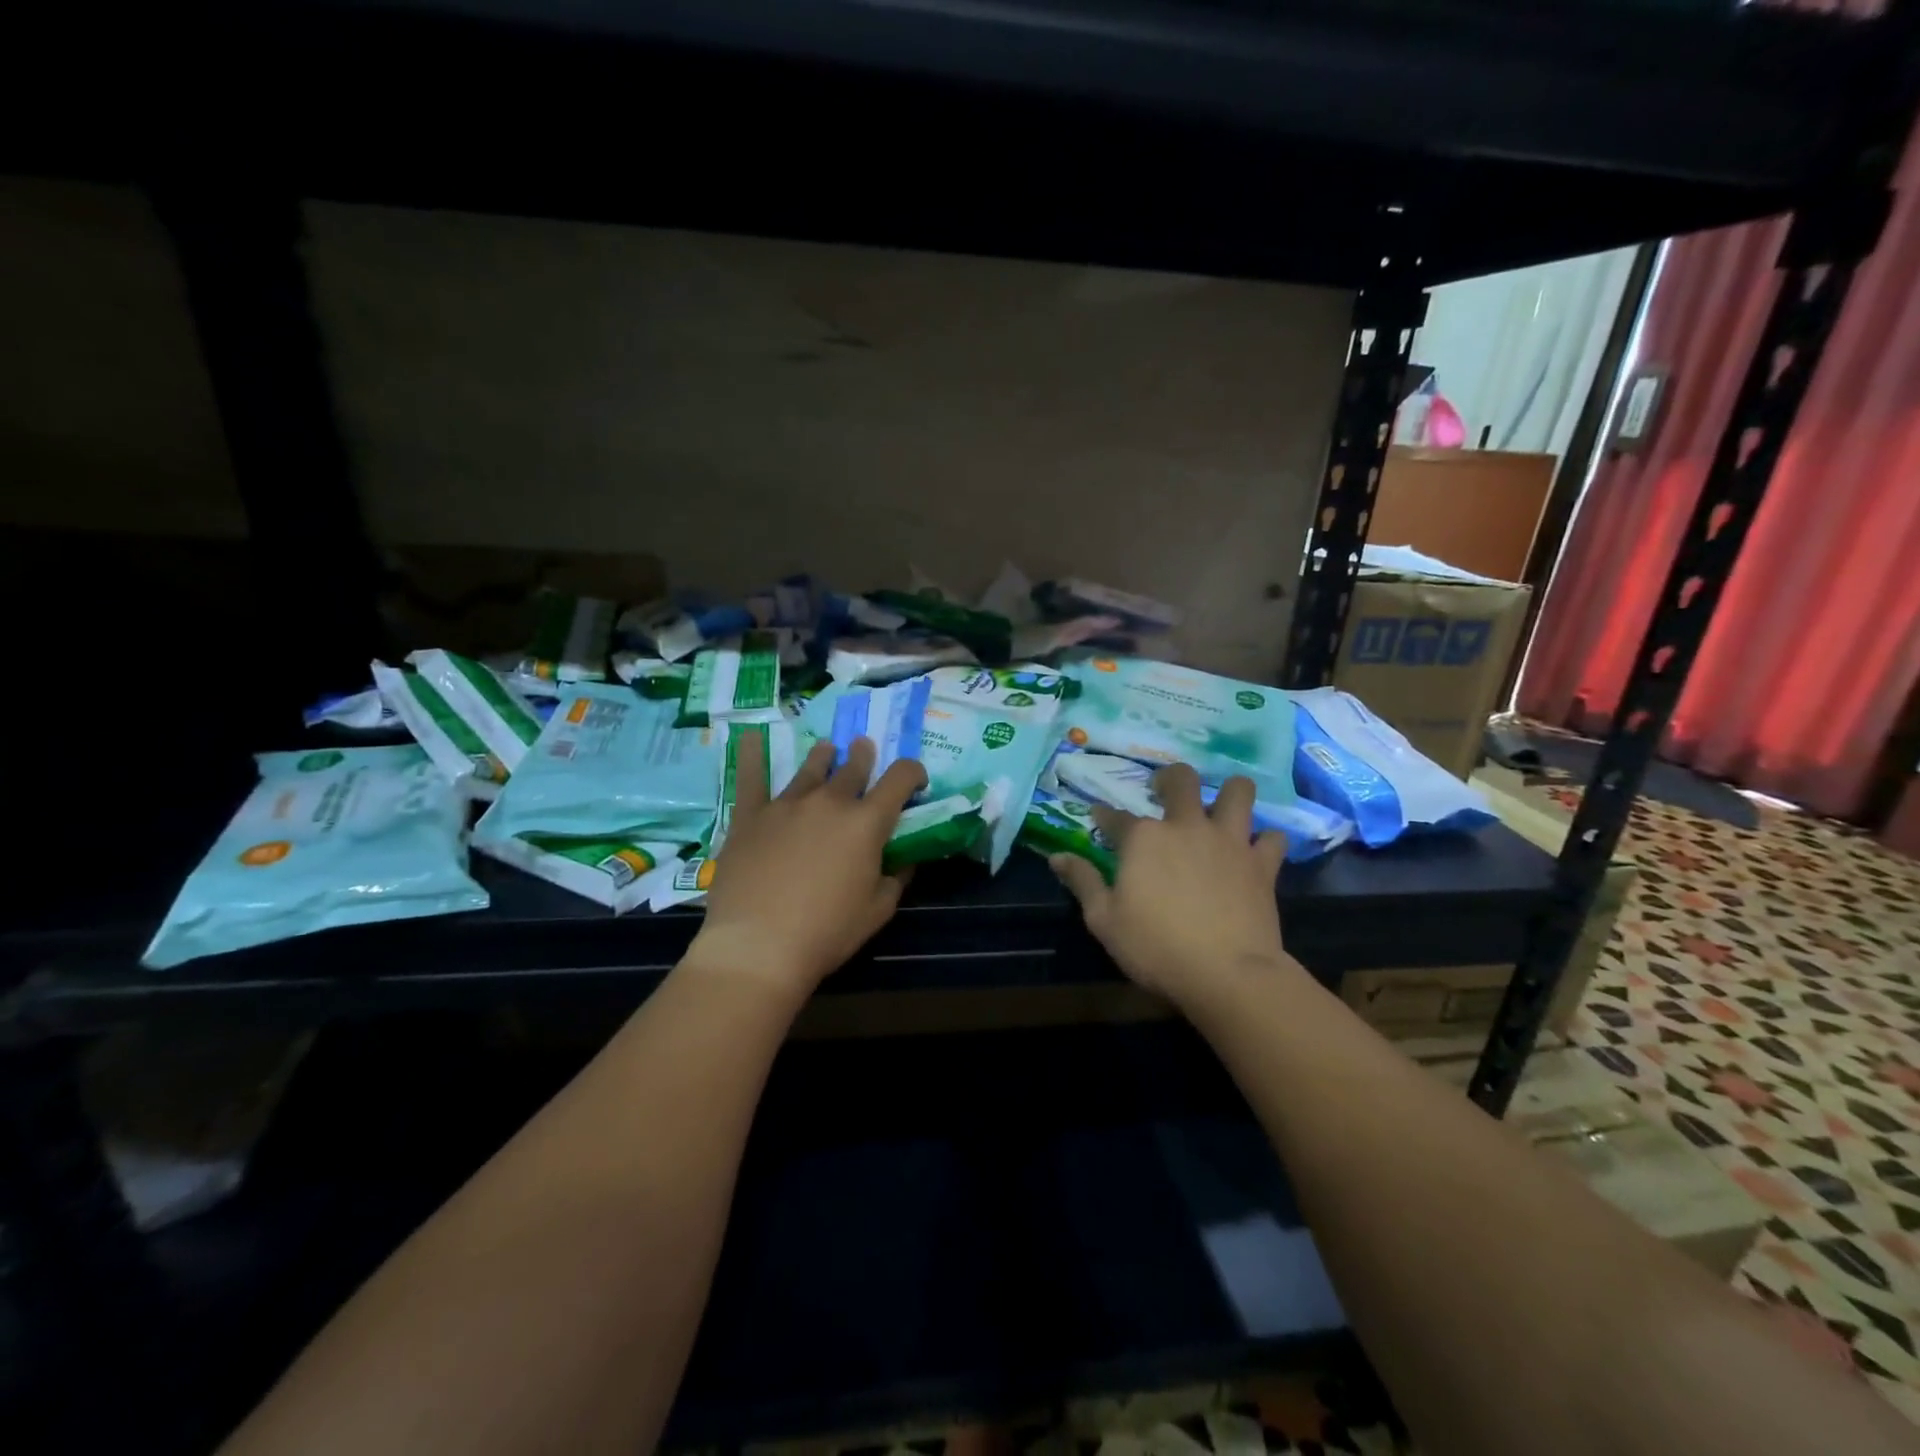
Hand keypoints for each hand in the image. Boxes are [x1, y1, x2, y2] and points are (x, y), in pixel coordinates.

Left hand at [688, 733, 925, 998]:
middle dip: (864, 756)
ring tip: (827, 749)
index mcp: (867, 822)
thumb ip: (896, 878)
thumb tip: (905, 860)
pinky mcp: (751, 816)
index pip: (900, 779)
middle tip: (865, 749)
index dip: (912, 772)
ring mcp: (787, 804)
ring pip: (810, 768)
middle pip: (853, 767)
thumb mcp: (878, 910)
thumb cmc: (827, 932)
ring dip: (824, 756)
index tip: (915, 779)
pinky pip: (751, 777)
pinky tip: (749, 737)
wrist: (759, 946)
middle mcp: (830, 802)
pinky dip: (751, 755)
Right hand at [1050, 763, 1292, 1007]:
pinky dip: (1265, 840)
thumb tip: (1057, 857)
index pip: (1115, 816)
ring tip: (1221, 807)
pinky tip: (1256, 851)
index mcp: (1143, 838)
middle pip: (1181, 780)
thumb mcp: (1103, 921)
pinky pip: (1272, 837)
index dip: (1104, 815)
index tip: (1099, 817)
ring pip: (1238, 791)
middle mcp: (1186, 826)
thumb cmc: (1156, 948)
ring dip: (1229, 793)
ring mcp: (1228, 841)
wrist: (1227, 974)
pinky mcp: (1261, 864)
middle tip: (1164, 793)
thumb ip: (1083, 882)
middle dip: (1170, 779)